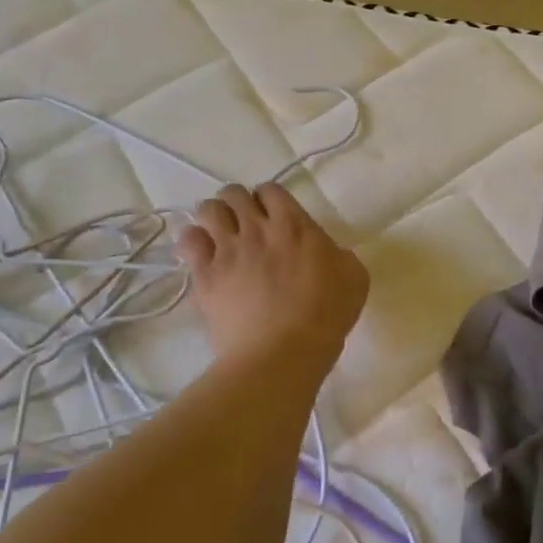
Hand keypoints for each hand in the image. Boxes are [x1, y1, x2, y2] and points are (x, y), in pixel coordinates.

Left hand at [176, 183, 368, 368]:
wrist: (282, 353)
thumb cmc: (325, 316)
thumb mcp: (354, 277)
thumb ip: (338, 254)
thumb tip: (326, 251)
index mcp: (294, 225)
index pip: (271, 190)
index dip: (269, 200)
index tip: (274, 216)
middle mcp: (256, 228)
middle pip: (233, 193)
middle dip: (237, 204)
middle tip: (245, 226)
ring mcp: (227, 250)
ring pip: (207, 210)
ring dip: (213, 218)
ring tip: (219, 237)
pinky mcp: (205, 275)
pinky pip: (188, 241)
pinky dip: (193, 242)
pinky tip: (201, 255)